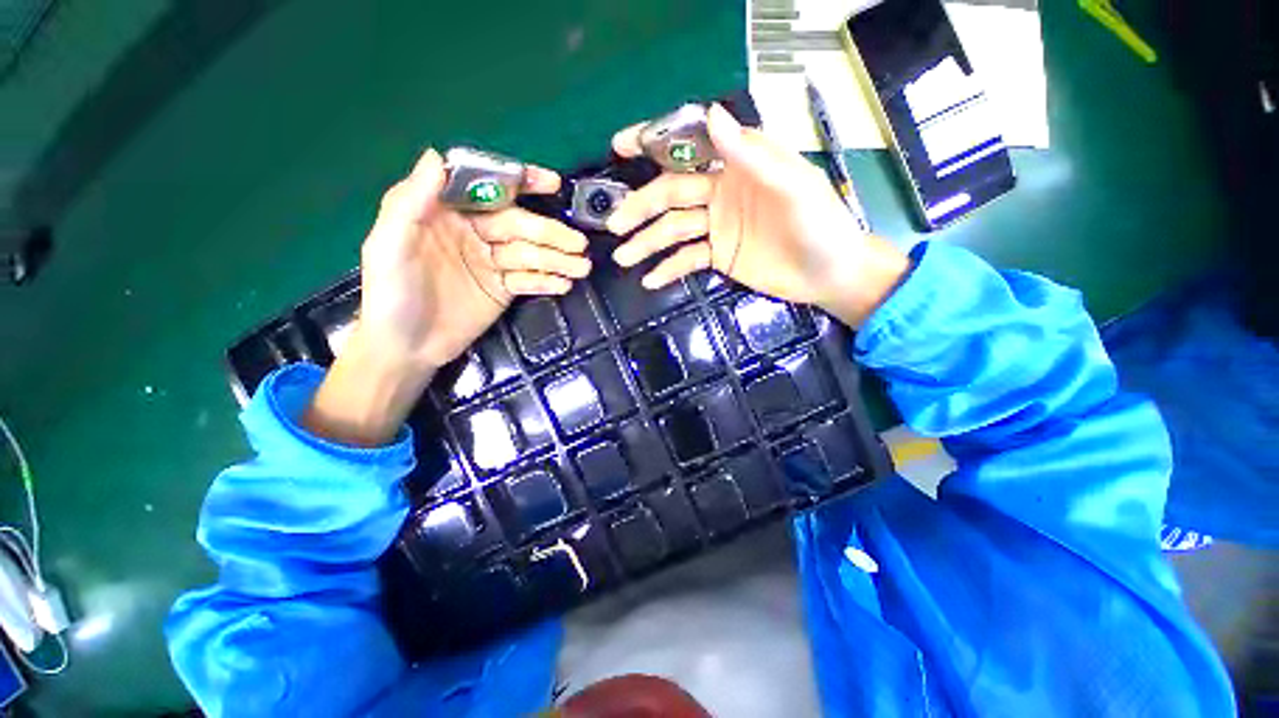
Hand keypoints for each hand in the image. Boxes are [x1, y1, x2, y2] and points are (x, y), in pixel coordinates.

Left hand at [305, 148, 589, 445]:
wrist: (406, 348)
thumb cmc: (390, 295)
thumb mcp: (389, 247)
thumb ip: (409, 203)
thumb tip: (436, 156)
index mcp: (445, 214)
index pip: (487, 189)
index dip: (520, 183)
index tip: (552, 184)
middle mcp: (473, 233)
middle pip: (518, 226)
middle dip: (550, 233)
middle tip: (578, 245)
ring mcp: (491, 263)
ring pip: (529, 254)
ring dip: (557, 260)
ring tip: (581, 268)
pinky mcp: (503, 289)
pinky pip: (529, 280)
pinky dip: (547, 281)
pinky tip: (564, 284)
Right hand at [607, 104, 908, 327]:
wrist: (829, 274)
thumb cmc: (821, 225)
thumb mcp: (793, 187)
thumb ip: (752, 155)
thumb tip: (711, 115)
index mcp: (739, 165)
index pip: (690, 146)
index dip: (654, 143)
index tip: (621, 146)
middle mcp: (721, 192)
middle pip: (671, 195)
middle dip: (641, 208)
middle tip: (615, 226)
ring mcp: (717, 227)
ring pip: (673, 229)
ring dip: (647, 243)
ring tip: (623, 258)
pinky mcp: (718, 255)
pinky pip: (686, 259)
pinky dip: (668, 269)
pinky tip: (650, 280)